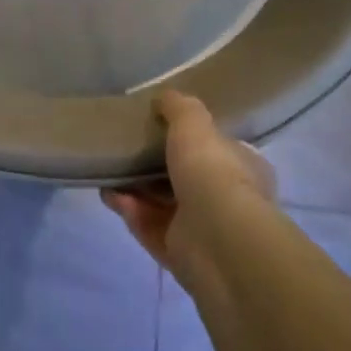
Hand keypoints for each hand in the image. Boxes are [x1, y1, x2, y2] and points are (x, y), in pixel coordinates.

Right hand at [102, 91, 275, 278]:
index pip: (218, 150)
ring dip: (135, 187)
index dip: (190, 139)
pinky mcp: (178, 253)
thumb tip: (164, 97)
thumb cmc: (213, 172)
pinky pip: (147, 226)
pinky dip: (128, 209)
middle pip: (184, 178)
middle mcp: (228, 200)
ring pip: (162, 204)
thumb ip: (178, 108)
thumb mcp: (194, 124)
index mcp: (243, 168)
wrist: (217, 240)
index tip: (159, 128)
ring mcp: (203, 231)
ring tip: (108, 170)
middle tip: (127, 149)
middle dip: (154, 165)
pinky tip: (107, 193)